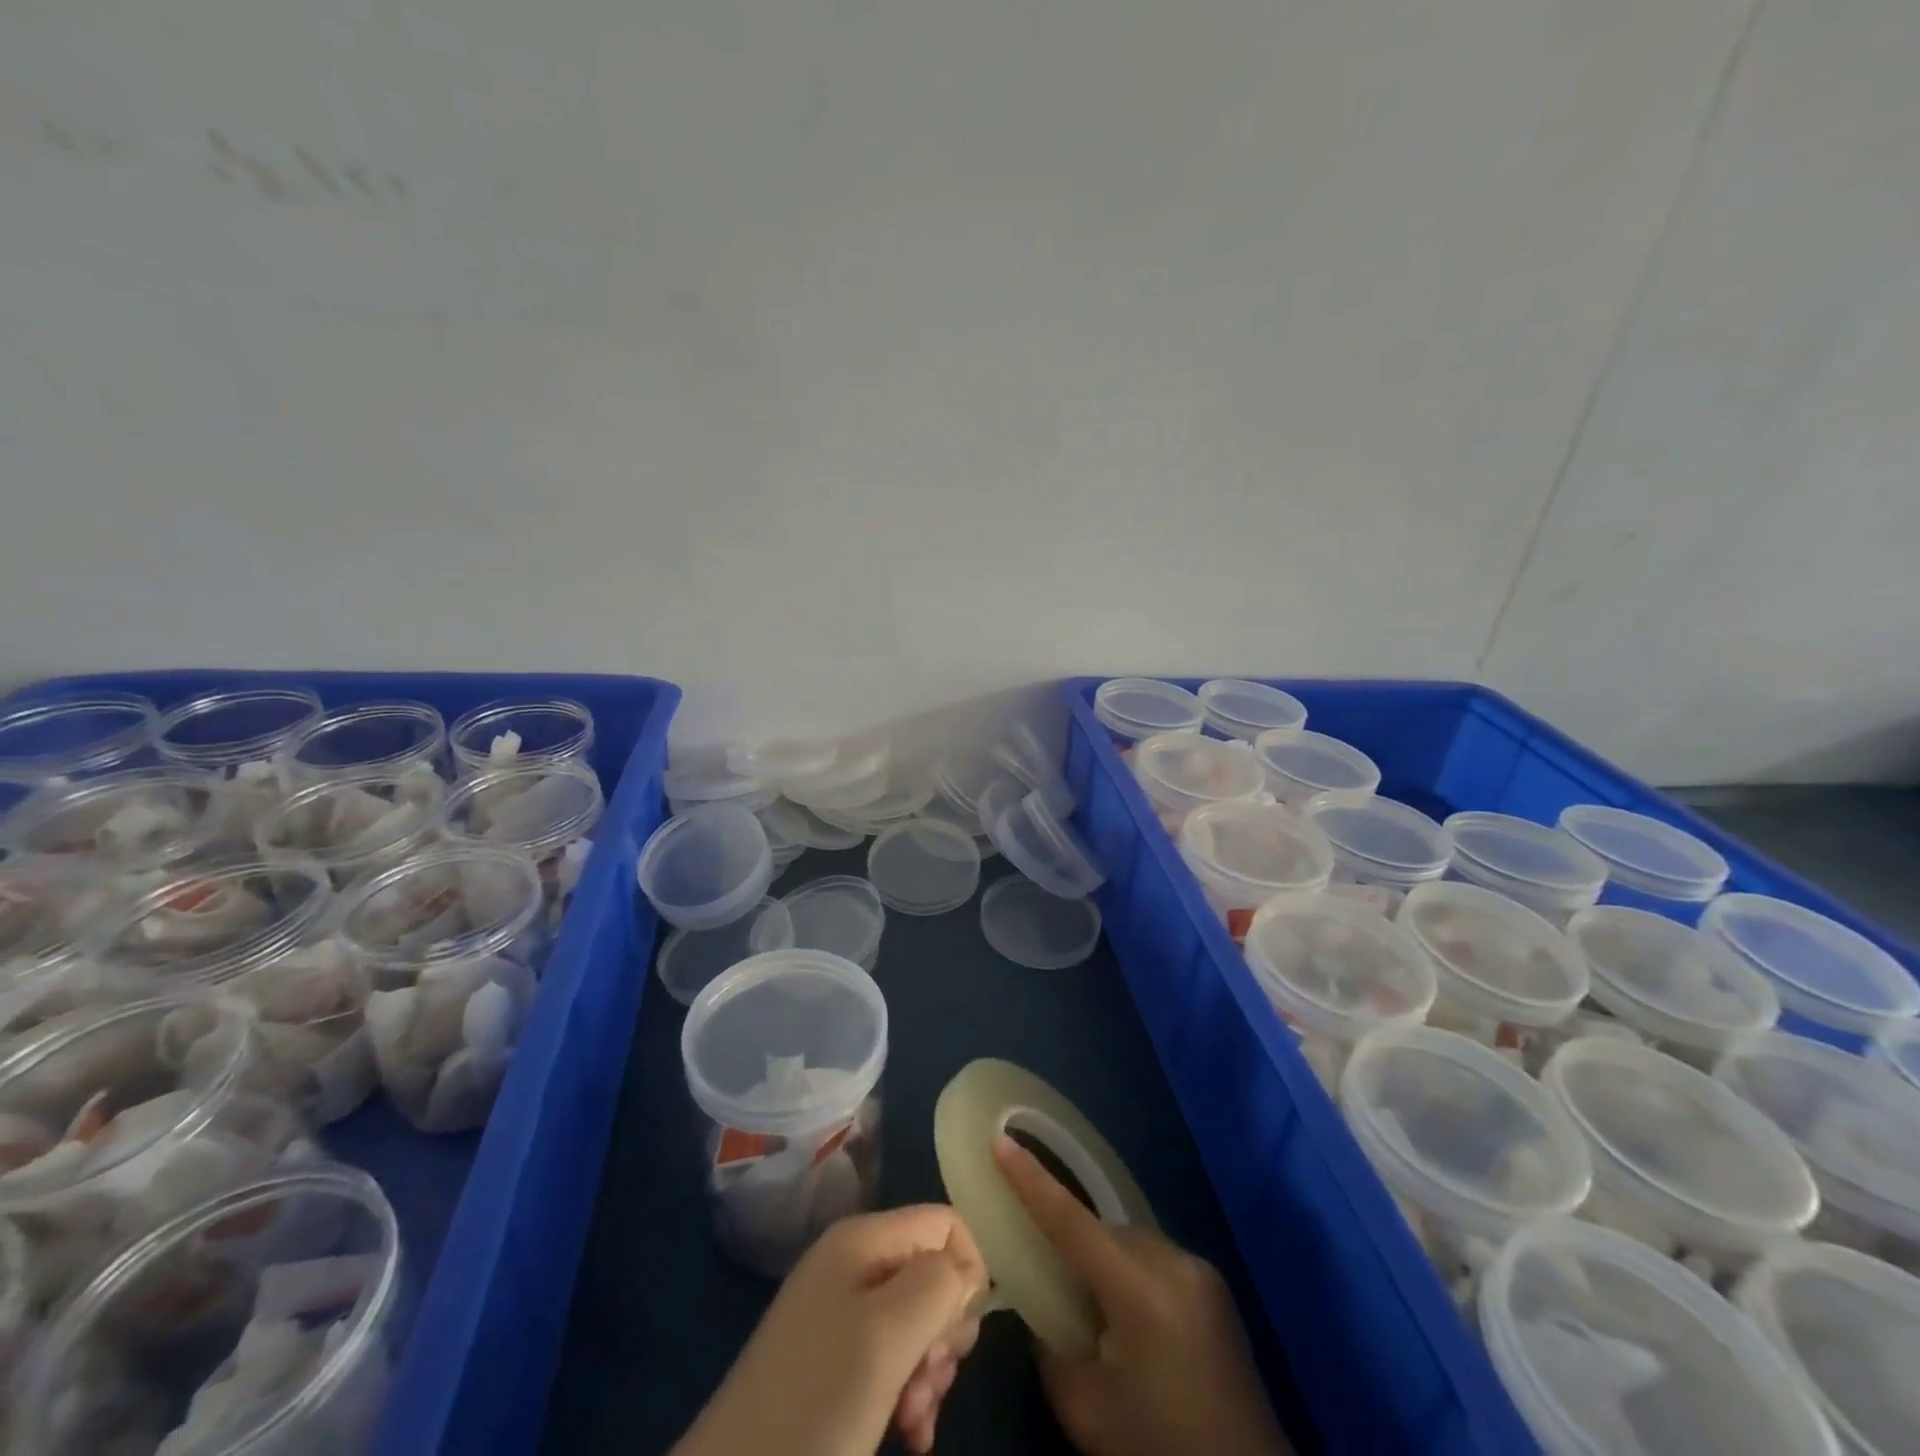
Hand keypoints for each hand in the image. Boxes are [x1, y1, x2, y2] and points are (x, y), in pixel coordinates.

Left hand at [673, 1206, 984, 1455]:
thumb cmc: (816, 1405)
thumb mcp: (887, 1336)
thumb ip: (939, 1284)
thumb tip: (967, 1272)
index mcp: (861, 1239)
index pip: (944, 1223)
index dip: (966, 1274)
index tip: (953, 1338)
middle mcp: (852, 1266)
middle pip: (933, 1275)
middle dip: (945, 1333)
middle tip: (930, 1382)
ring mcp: (839, 1318)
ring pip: (918, 1325)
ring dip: (930, 1373)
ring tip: (915, 1421)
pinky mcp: (833, 1368)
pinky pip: (894, 1362)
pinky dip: (911, 1395)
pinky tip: (909, 1436)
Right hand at [994, 1136, 1291, 1455]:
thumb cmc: (1158, 1448)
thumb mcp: (1086, 1409)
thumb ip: (1050, 1345)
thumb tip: (1042, 1305)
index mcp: (1139, 1288)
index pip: (1070, 1219)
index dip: (1030, 1179)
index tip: (1000, 1141)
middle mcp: (1173, 1261)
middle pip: (1104, 1230)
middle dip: (1075, 1243)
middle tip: (1052, 1280)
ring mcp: (1201, 1272)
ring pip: (1131, 1242)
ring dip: (1107, 1262)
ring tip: (1096, 1312)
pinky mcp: (1217, 1289)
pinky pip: (1158, 1261)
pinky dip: (1134, 1276)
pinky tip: (1134, 1325)